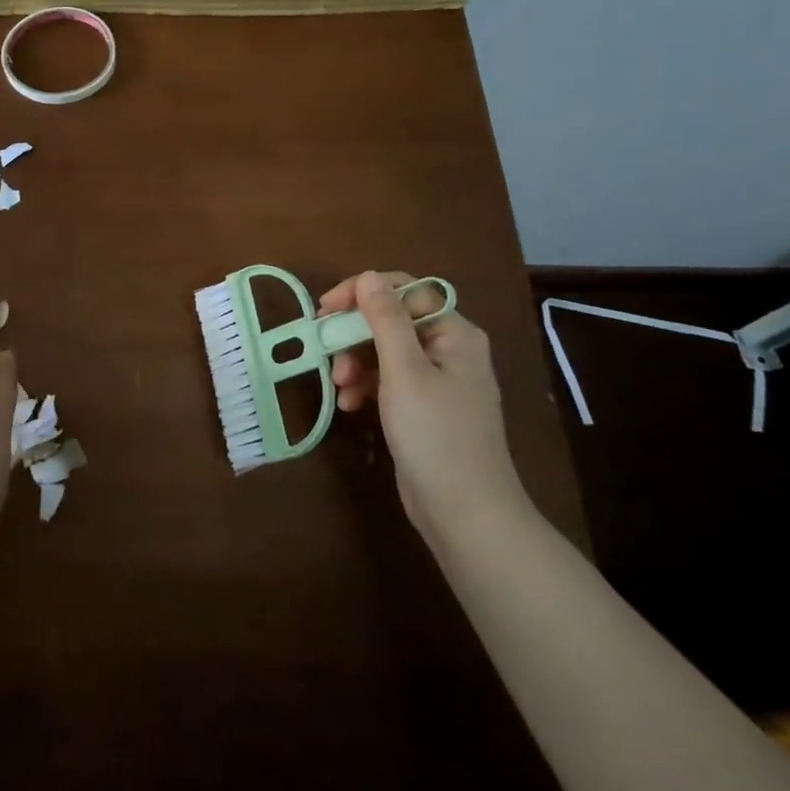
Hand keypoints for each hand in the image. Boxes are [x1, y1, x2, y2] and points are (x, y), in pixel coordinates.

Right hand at [320, 271, 525, 537]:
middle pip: (391, 319)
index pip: (404, 290)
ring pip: (384, 350)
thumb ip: (385, 320)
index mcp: (454, 333)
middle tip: (323, 348)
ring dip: (355, 361)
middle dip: (354, 333)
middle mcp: (449, 348)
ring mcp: (437, 379)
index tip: (325, 309)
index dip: (362, 292)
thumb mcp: (404, 372)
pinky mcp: (424, 407)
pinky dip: (365, 385)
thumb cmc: (436, 435)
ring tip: (339, 386)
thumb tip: (368, 276)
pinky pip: (388, 379)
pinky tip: (349, 404)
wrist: (466, 514)